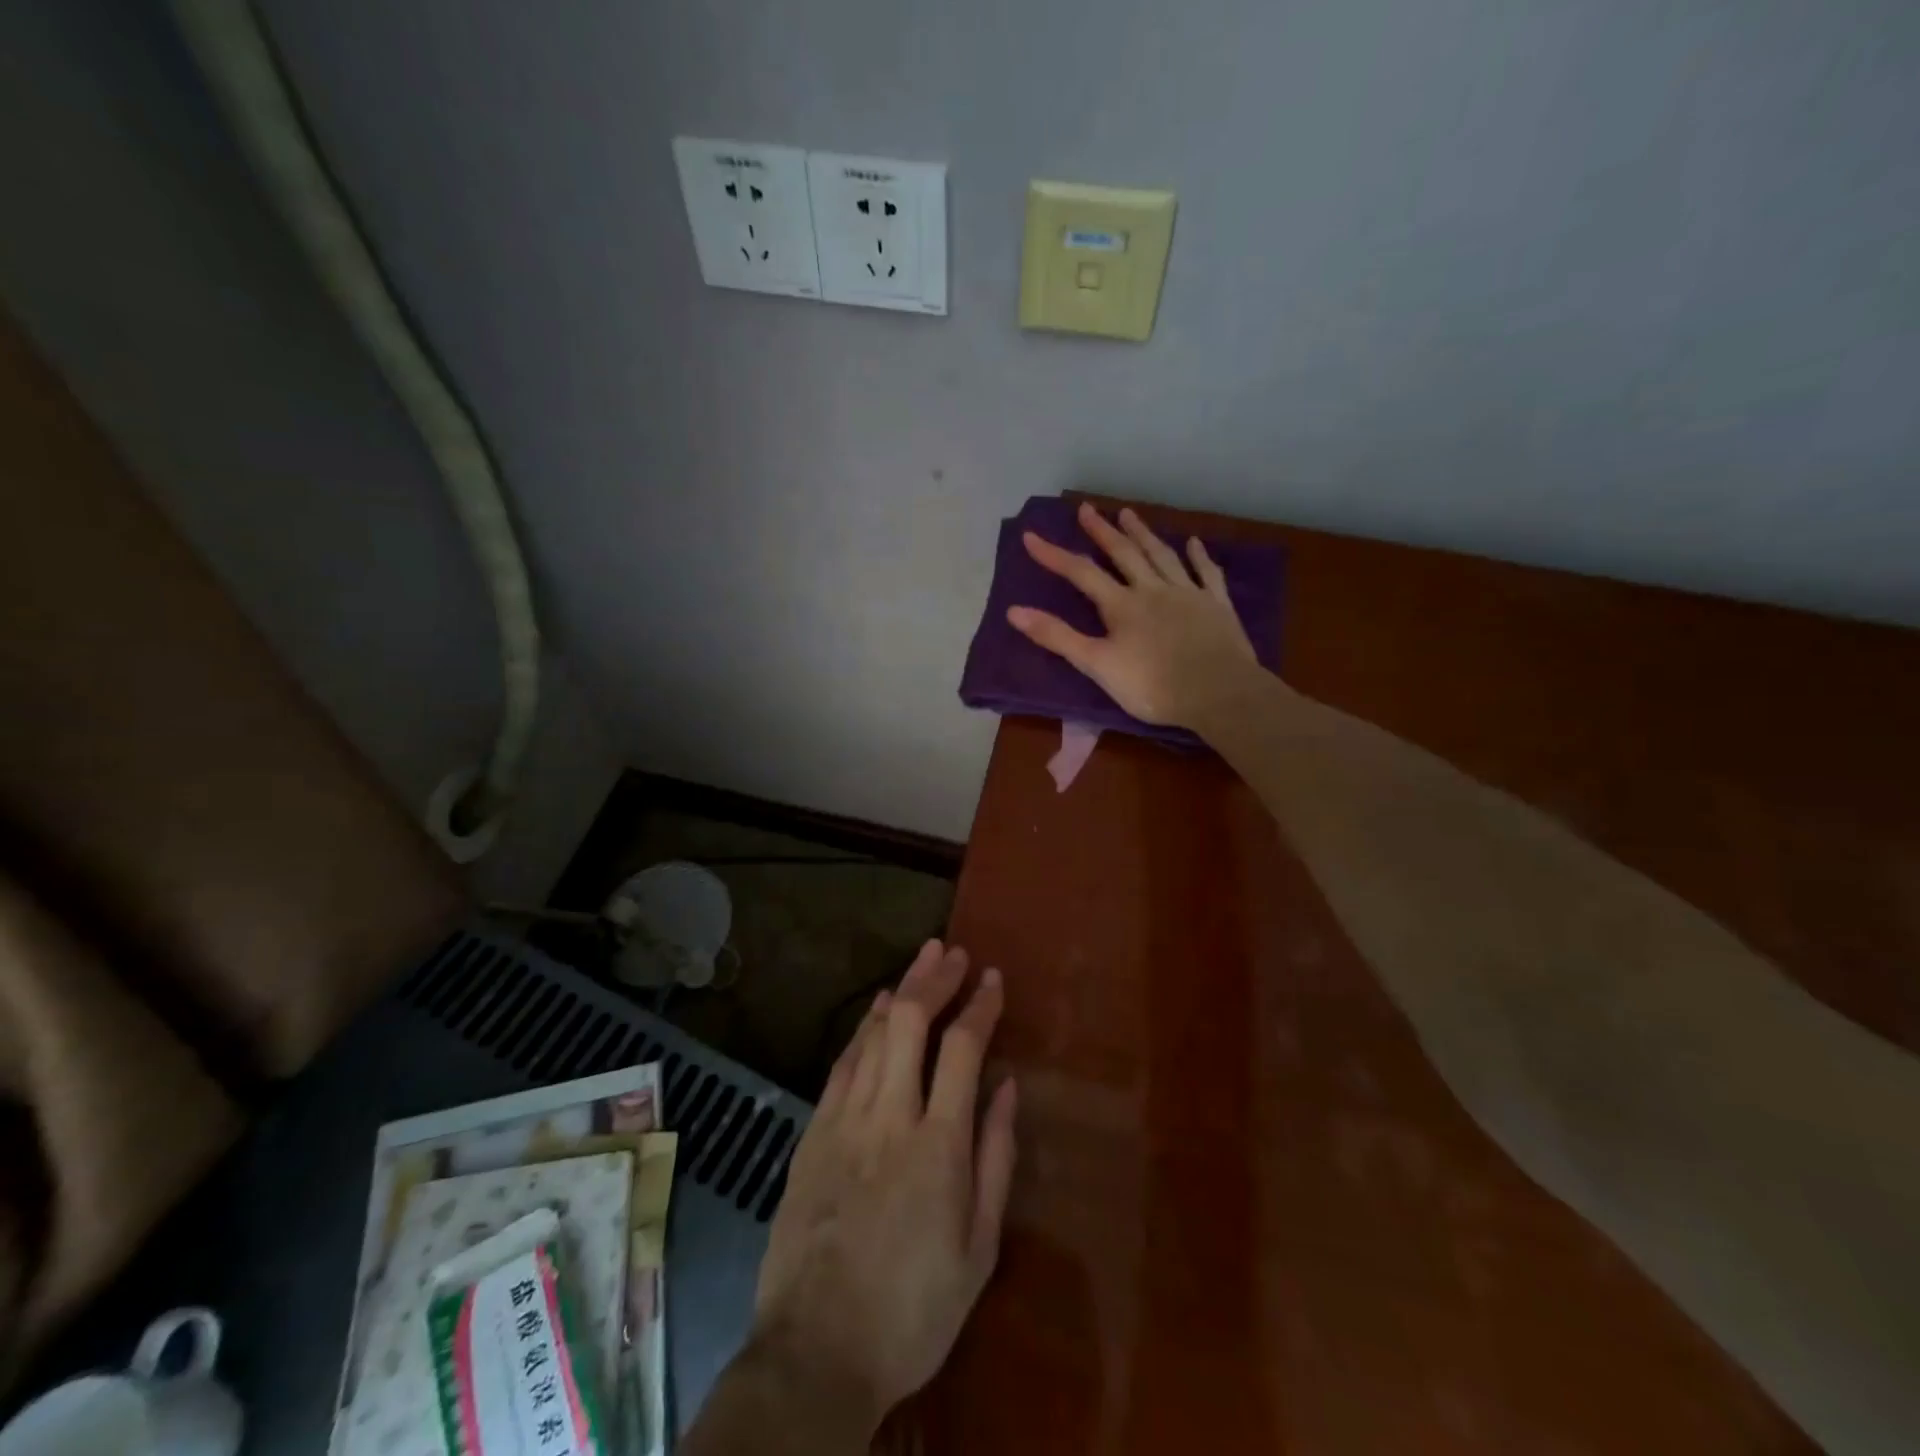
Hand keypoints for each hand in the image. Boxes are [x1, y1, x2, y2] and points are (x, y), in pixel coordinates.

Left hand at [750, 940, 1018, 1431]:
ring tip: (921, 962)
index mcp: (938, 1144)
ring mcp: (844, 1121)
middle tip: (952, 952)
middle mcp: (889, 1116)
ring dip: (900, 991)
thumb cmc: (914, 1309)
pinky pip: (842, 1064)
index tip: (993, 978)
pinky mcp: (812, 1134)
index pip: (963, 1048)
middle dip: (934, 978)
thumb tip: (1007, 1087)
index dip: (980, 1005)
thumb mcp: (979, 1249)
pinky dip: (862, 1028)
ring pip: (872, 1034)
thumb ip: (996, 1159)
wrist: (816, 1353)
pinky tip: (876, 1010)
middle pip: (909, 1022)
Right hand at [1007, 502, 1260, 728]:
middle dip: (1102, 531)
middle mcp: (1153, 590)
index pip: (1081, 573)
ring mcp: (1188, 594)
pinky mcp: (1216, 606)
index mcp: (1122, 605)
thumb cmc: (1152, 686)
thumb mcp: (1096, 664)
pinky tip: (1194, 542)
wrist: (1218, 693)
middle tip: (1087, 509)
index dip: (1054, 555)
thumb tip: (1014, 611)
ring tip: (1128, 513)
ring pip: (1162, 556)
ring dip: (1144, 534)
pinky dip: (1199, 556)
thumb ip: (1057, 637)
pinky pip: (1206, 573)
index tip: (1031, 535)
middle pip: (1124, 554)